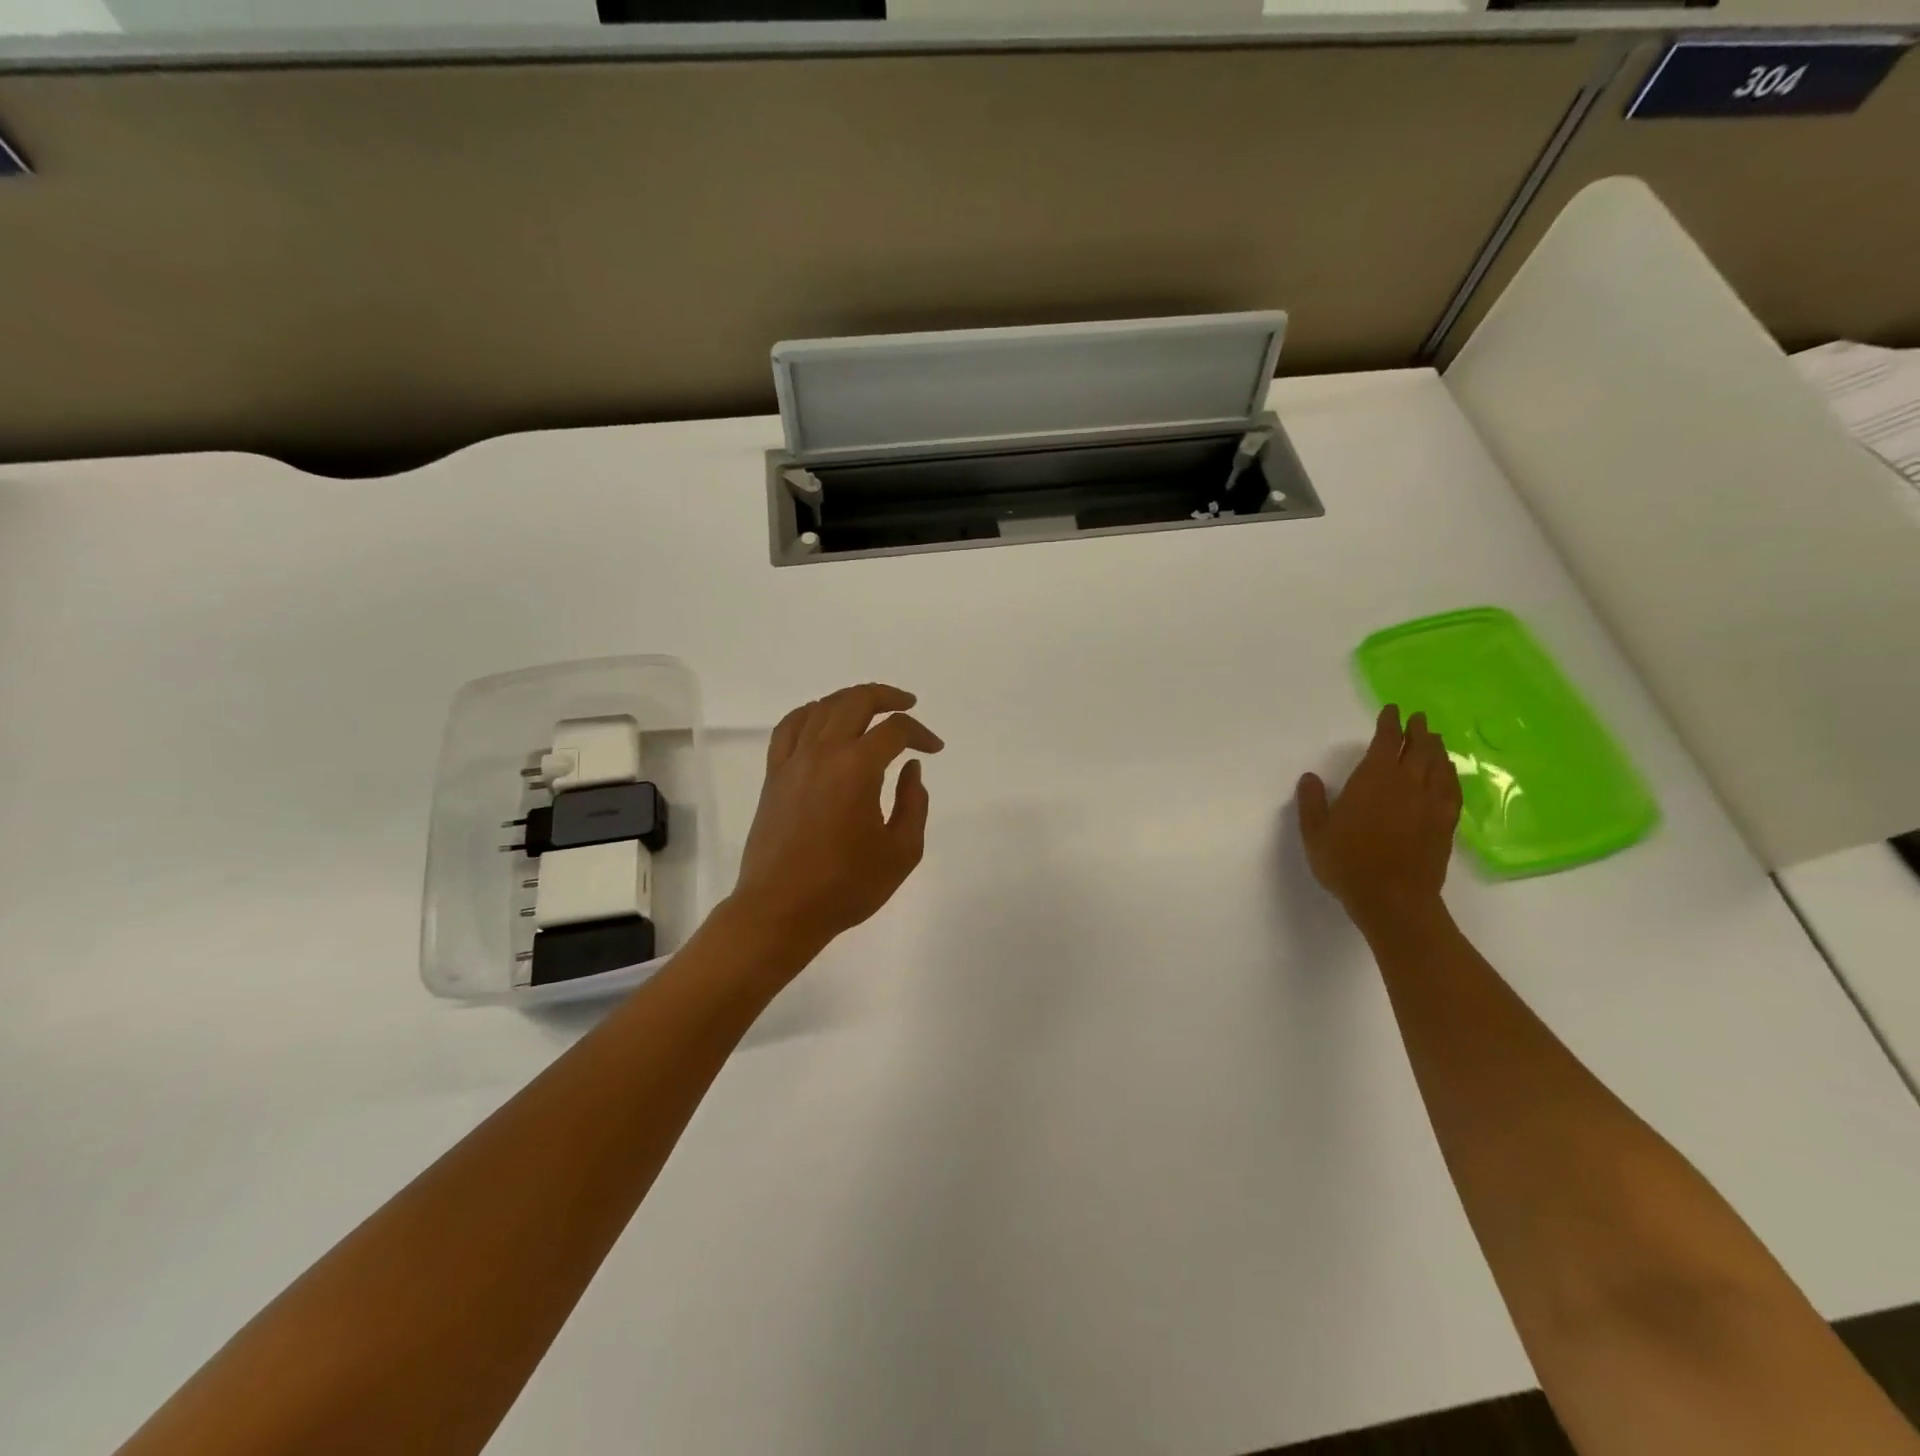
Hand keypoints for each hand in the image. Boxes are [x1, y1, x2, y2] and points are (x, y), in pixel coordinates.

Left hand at [730, 683, 944, 947]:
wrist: (781, 909)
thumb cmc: (846, 886)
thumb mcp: (901, 852)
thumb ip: (914, 804)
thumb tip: (910, 769)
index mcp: (857, 768)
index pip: (895, 730)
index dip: (920, 733)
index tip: (934, 750)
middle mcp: (823, 753)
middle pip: (855, 701)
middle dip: (886, 697)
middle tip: (907, 705)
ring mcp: (793, 761)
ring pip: (821, 707)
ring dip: (850, 700)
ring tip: (870, 708)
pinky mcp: (774, 775)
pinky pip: (789, 727)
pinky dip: (811, 713)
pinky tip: (822, 720)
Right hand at [1297, 704, 1461, 932]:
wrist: (1393, 899)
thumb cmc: (1347, 863)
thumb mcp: (1315, 833)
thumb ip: (1312, 802)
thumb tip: (1310, 778)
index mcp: (1373, 780)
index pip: (1385, 742)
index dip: (1389, 724)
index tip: (1391, 711)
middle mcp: (1406, 784)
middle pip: (1418, 748)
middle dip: (1417, 731)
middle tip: (1418, 719)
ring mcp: (1430, 804)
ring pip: (1438, 766)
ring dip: (1435, 748)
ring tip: (1434, 739)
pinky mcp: (1445, 823)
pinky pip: (1451, 789)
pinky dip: (1449, 774)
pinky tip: (1447, 773)